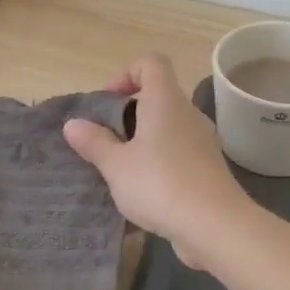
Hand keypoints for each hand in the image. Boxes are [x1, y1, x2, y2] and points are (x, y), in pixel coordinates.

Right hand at [63, 53, 250, 267]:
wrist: (215, 226)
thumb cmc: (160, 184)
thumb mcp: (116, 165)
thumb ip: (94, 142)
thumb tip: (73, 124)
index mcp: (165, 101)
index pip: (151, 62)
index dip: (126, 73)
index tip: (108, 102)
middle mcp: (188, 114)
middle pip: (158, 96)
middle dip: (128, 114)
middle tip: (105, 141)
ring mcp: (202, 142)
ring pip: (167, 128)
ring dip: (142, 142)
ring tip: (119, 170)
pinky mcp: (208, 169)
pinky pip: (178, 154)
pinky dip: (159, 163)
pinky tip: (142, 193)